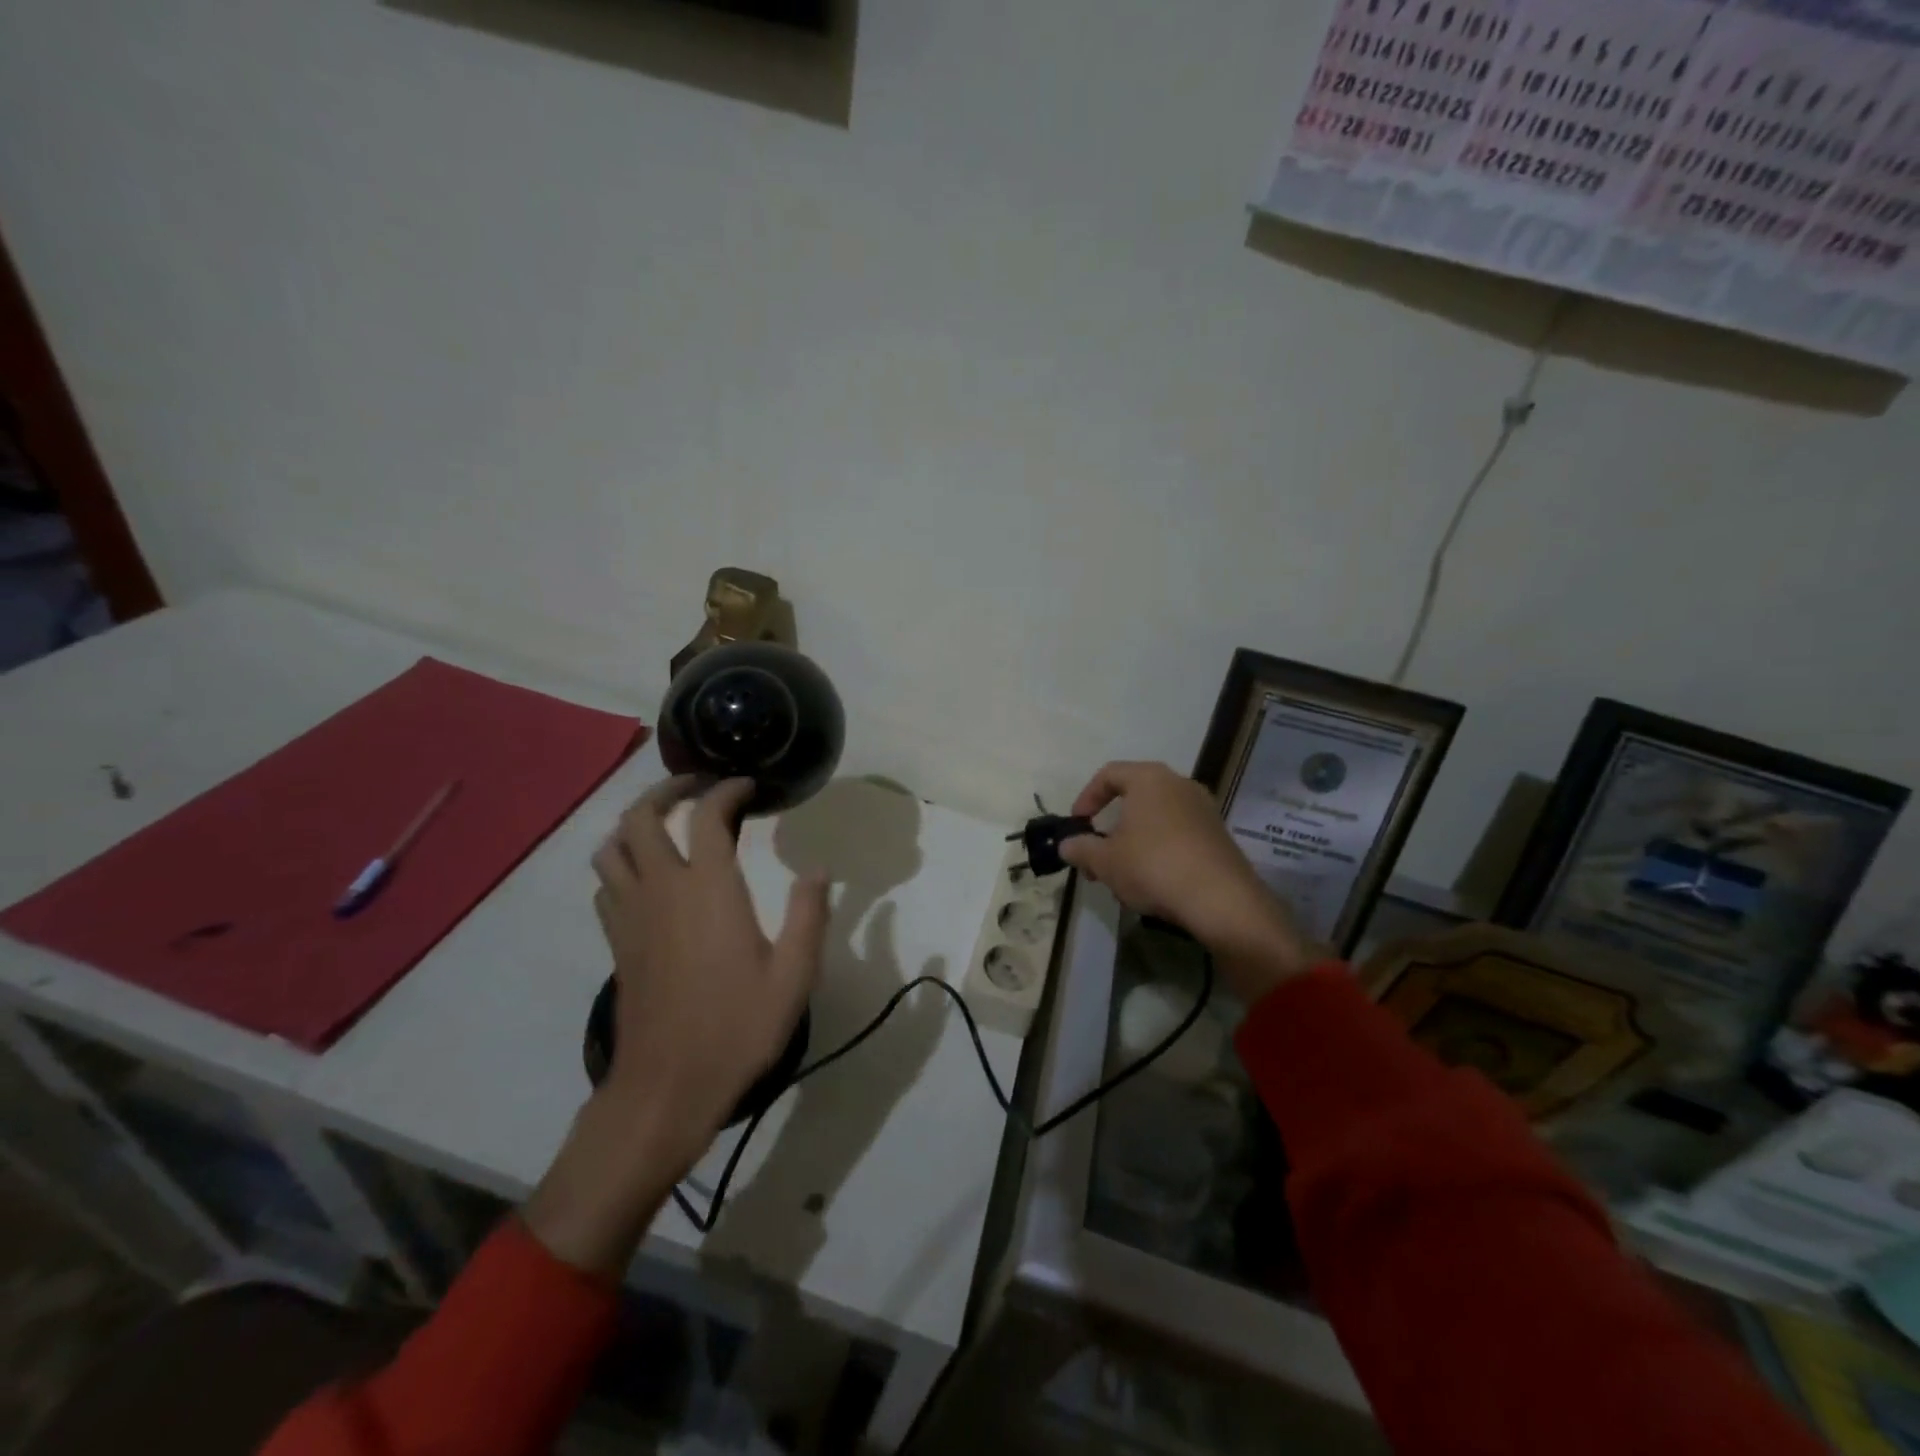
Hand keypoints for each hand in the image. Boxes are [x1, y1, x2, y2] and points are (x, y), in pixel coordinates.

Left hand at [525, 777, 829, 1275]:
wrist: (667, 1087)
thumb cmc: (736, 1027)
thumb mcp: (793, 975)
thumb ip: (808, 916)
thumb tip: (816, 870)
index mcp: (708, 889)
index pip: (707, 816)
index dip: (727, 791)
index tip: (748, 786)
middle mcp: (661, 889)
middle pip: (641, 817)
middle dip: (667, 790)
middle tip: (697, 786)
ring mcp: (631, 915)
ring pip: (612, 847)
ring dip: (635, 823)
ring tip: (666, 822)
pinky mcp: (617, 942)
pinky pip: (606, 884)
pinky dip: (622, 863)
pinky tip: (647, 875)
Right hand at [1060, 761, 1313, 1002]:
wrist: (1221, 900)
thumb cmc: (1153, 866)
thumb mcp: (1105, 861)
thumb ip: (1080, 848)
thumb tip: (1066, 845)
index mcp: (1149, 779)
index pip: (1109, 774)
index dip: (1086, 797)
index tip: (1077, 825)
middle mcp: (1180, 784)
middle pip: (1134, 797)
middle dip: (1109, 827)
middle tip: (1095, 856)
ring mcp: (1204, 809)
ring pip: (1156, 819)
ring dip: (1133, 842)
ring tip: (1120, 875)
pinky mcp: (1218, 836)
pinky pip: (1178, 835)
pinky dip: (1159, 851)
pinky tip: (1152, 882)